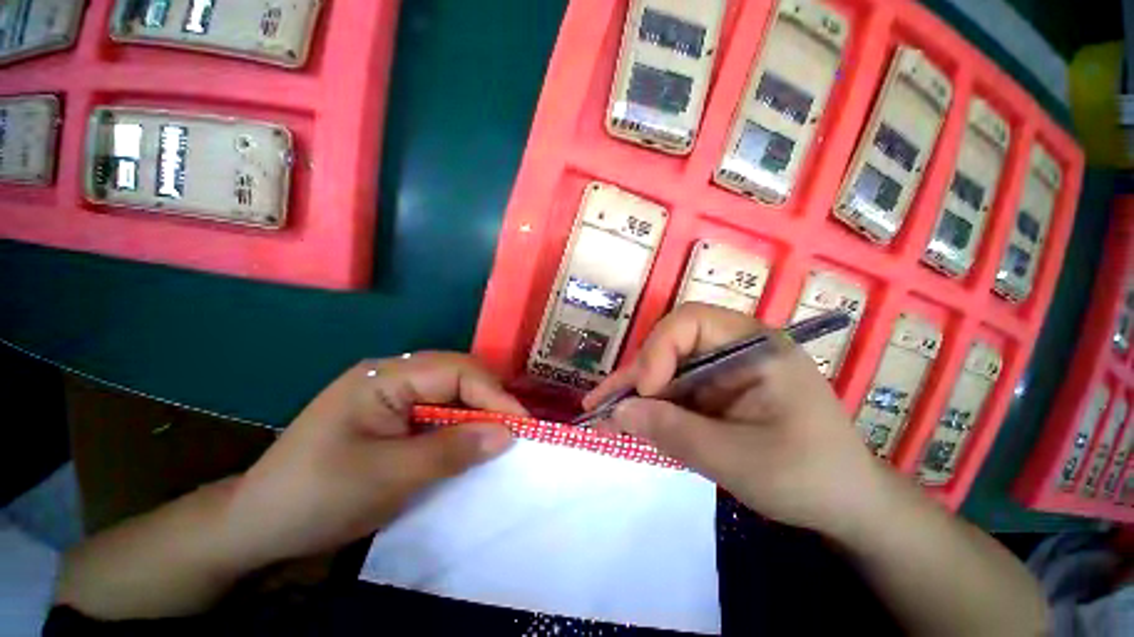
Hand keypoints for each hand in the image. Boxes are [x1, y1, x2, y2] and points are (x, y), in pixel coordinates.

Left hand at [224, 352, 523, 567]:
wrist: (257, 526)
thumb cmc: (315, 497)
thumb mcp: (388, 476)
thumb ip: (452, 450)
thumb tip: (507, 434)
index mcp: (383, 377)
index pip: (455, 371)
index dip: (493, 394)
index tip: (522, 424)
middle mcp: (391, 376)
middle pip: (457, 376)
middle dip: (489, 401)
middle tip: (515, 431)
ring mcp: (392, 396)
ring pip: (452, 393)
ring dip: (478, 413)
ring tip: (500, 435)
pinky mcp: (394, 416)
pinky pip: (440, 411)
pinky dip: (461, 426)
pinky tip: (471, 442)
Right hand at [585, 303, 892, 536]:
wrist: (844, 506)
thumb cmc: (808, 477)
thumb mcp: (740, 460)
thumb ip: (676, 433)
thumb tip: (620, 412)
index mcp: (754, 347)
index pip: (691, 321)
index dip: (659, 349)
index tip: (645, 390)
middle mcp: (733, 350)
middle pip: (670, 346)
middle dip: (637, 377)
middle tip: (604, 407)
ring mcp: (721, 372)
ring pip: (665, 371)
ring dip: (634, 395)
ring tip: (601, 416)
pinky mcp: (713, 394)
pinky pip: (672, 393)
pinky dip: (649, 409)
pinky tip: (624, 424)